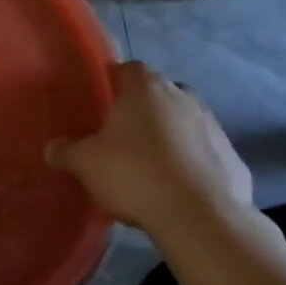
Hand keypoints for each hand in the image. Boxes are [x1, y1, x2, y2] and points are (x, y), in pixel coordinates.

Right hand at [45, 62, 252, 232]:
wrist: (199, 215)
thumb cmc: (134, 174)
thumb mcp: (85, 164)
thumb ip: (66, 151)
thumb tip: (52, 148)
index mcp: (145, 88)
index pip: (128, 69)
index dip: (114, 82)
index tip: (102, 103)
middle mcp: (182, 96)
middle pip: (159, 92)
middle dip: (144, 108)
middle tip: (124, 135)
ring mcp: (212, 125)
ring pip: (185, 121)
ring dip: (171, 135)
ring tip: (151, 165)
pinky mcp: (232, 156)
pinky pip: (205, 152)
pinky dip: (193, 162)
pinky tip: (178, 188)